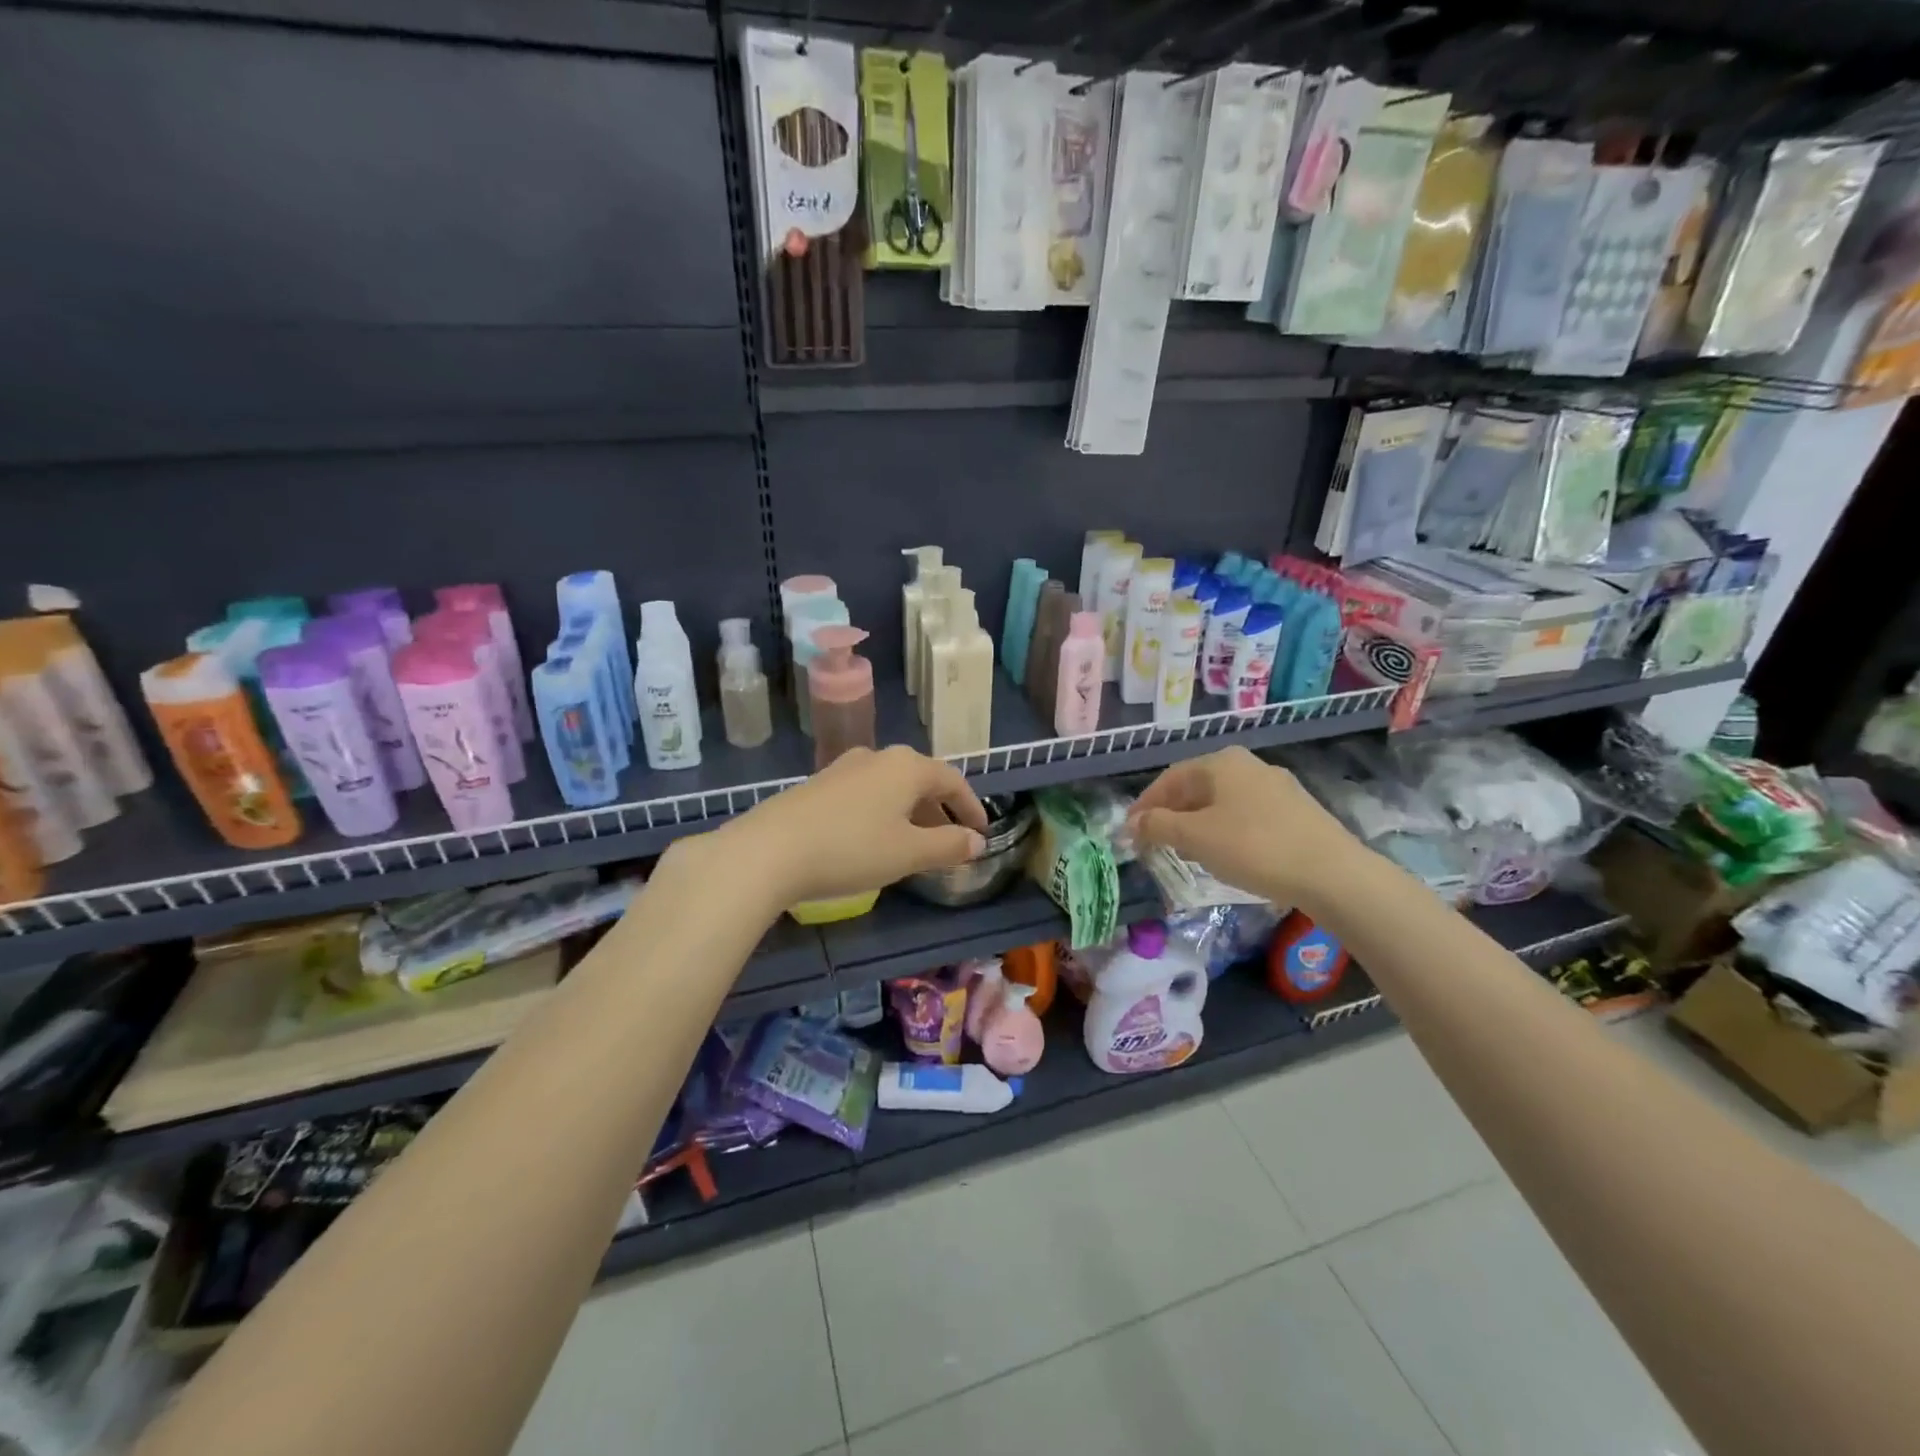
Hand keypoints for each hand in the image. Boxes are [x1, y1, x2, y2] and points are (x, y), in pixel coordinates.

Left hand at [699, 745, 988, 908]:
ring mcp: (843, 768)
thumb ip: (948, 845)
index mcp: (907, 766)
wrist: (769, 850)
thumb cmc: (851, 848)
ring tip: (914, 846)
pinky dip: (883, 814)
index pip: (952, 780)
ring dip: (910, 814)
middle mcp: (877, 757)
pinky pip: (866, 795)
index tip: (981, 832)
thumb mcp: (908, 853)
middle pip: (920, 780)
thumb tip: (976, 841)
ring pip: (891, 788)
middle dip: (939, 811)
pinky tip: (873, 841)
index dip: (970, 807)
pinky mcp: (818, 785)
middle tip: (950, 841)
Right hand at [1126, 746, 1369, 914]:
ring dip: (1197, 823)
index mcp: (1221, 762)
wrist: (1332, 874)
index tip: (1129, 830)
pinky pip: (1246, 815)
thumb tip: (1133, 822)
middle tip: (1154, 841)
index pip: (1169, 778)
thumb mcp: (1196, 838)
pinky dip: (1225, 830)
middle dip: (1171, 813)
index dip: (1145, 804)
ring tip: (1186, 851)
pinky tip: (1226, 854)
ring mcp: (1277, 786)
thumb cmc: (1254, 848)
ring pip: (1222, 802)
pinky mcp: (1296, 811)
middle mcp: (1248, 765)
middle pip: (1196, 787)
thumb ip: (1158, 826)